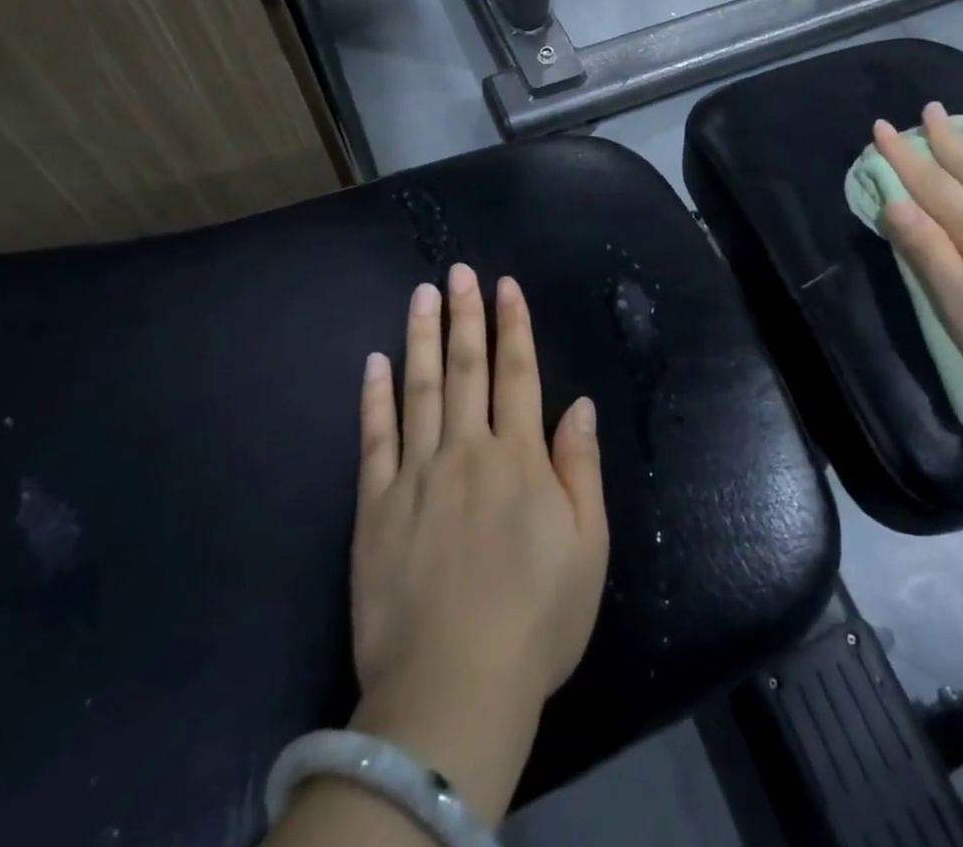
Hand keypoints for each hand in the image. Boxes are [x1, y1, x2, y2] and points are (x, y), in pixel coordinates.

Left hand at [348, 264, 607, 823]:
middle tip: (460, 272)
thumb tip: (579, 405)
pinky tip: (375, 362)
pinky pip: (375, 440)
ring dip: (422, 337)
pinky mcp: (376, 506)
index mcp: (520, 459)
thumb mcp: (587, 548)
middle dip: (466, 315)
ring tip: (422, 294)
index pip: (518, 374)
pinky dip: (375, 397)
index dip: (513, 326)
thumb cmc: (536, 620)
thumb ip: (580, 469)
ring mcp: (417, 475)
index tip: (505, 286)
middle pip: (466, 369)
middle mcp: (468, 451)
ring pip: (419, 389)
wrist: (453, 691)